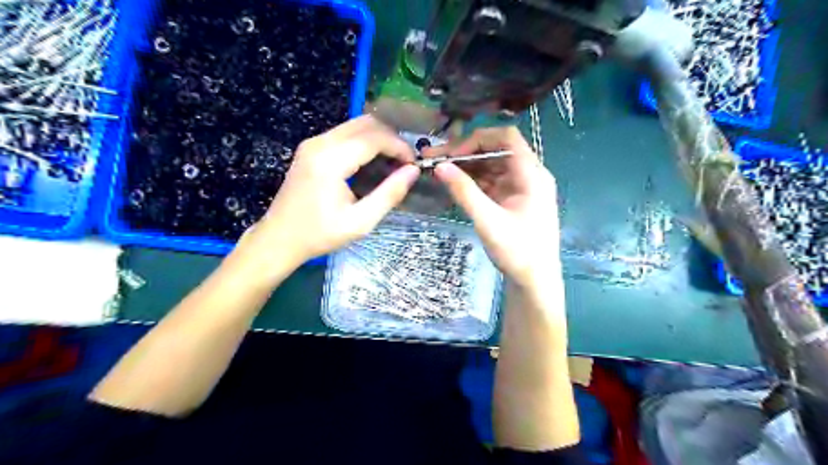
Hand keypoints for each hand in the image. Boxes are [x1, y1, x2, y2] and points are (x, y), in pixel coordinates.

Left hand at [243, 115, 416, 267]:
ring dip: (378, 138)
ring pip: (355, 125)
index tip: (414, 163)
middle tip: (405, 161)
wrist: (279, 238)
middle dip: (391, 138)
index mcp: (330, 161)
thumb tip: (413, 171)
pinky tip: (372, 161)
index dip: (399, 146)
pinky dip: (364, 141)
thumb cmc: (320, 234)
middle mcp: (320, 143)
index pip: (374, 138)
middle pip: (365, 123)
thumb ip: (389, 194)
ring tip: (392, 162)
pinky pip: (344, 133)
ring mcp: (312, 143)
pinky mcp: (310, 147)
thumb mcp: (361, 222)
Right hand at [426, 128, 561, 285]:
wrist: (534, 281)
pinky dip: (473, 181)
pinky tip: (453, 183)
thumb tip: (439, 166)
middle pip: (496, 150)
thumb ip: (464, 191)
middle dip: (465, 152)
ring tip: (438, 170)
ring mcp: (521, 187)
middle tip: (434, 158)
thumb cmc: (517, 251)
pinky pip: (491, 181)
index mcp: (532, 174)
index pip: (506, 138)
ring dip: (466, 166)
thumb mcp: (488, 220)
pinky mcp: (512, 199)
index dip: (477, 139)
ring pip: (491, 166)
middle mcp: (528, 175)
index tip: (451, 152)